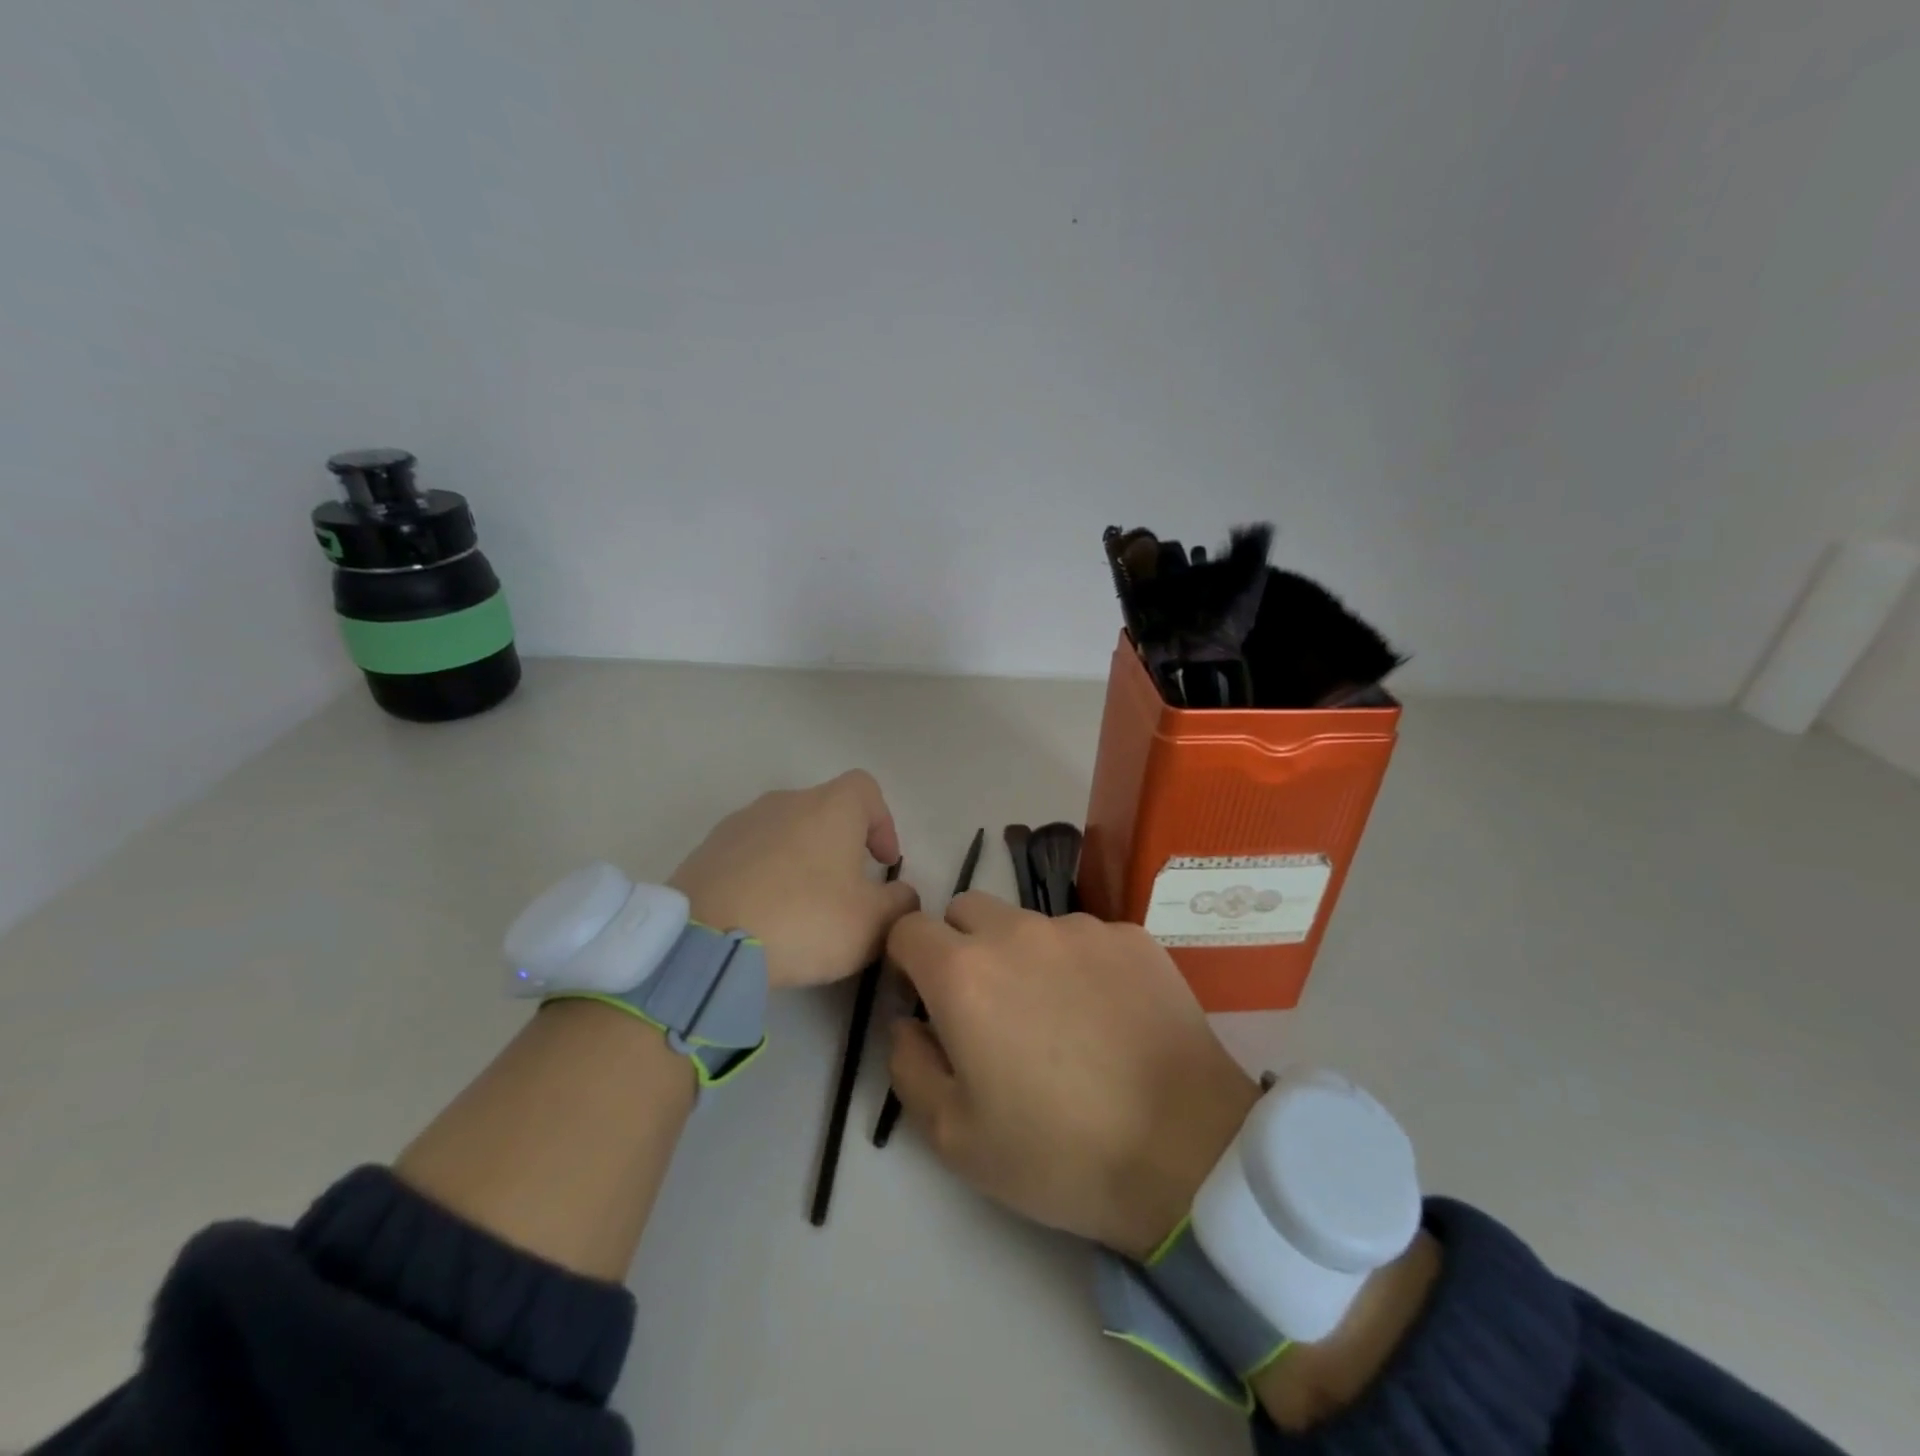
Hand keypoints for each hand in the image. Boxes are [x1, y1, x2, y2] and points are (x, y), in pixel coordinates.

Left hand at [669, 770, 920, 989]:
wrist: (704, 941)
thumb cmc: (804, 920)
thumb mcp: (872, 924)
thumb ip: (900, 904)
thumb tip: (902, 896)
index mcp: (830, 807)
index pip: (867, 789)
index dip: (882, 822)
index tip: (883, 863)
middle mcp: (785, 801)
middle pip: (824, 810)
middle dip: (841, 846)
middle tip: (846, 892)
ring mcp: (740, 822)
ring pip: (785, 832)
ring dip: (800, 860)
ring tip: (800, 907)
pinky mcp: (706, 850)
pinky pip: (749, 854)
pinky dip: (763, 875)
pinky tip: (761, 915)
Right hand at [885, 893, 1258, 1259]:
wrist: (1187, 1153)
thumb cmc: (1058, 1154)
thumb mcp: (954, 1136)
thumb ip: (908, 1065)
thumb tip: (908, 1021)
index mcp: (964, 973)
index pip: (908, 929)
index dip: (906, 961)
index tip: (924, 999)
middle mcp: (1018, 931)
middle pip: (966, 911)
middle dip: (960, 946)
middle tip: (988, 1008)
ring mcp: (1081, 927)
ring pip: (1027, 923)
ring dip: (1022, 955)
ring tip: (1059, 1018)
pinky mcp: (1132, 937)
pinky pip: (1085, 937)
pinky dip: (1079, 964)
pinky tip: (1108, 1016)